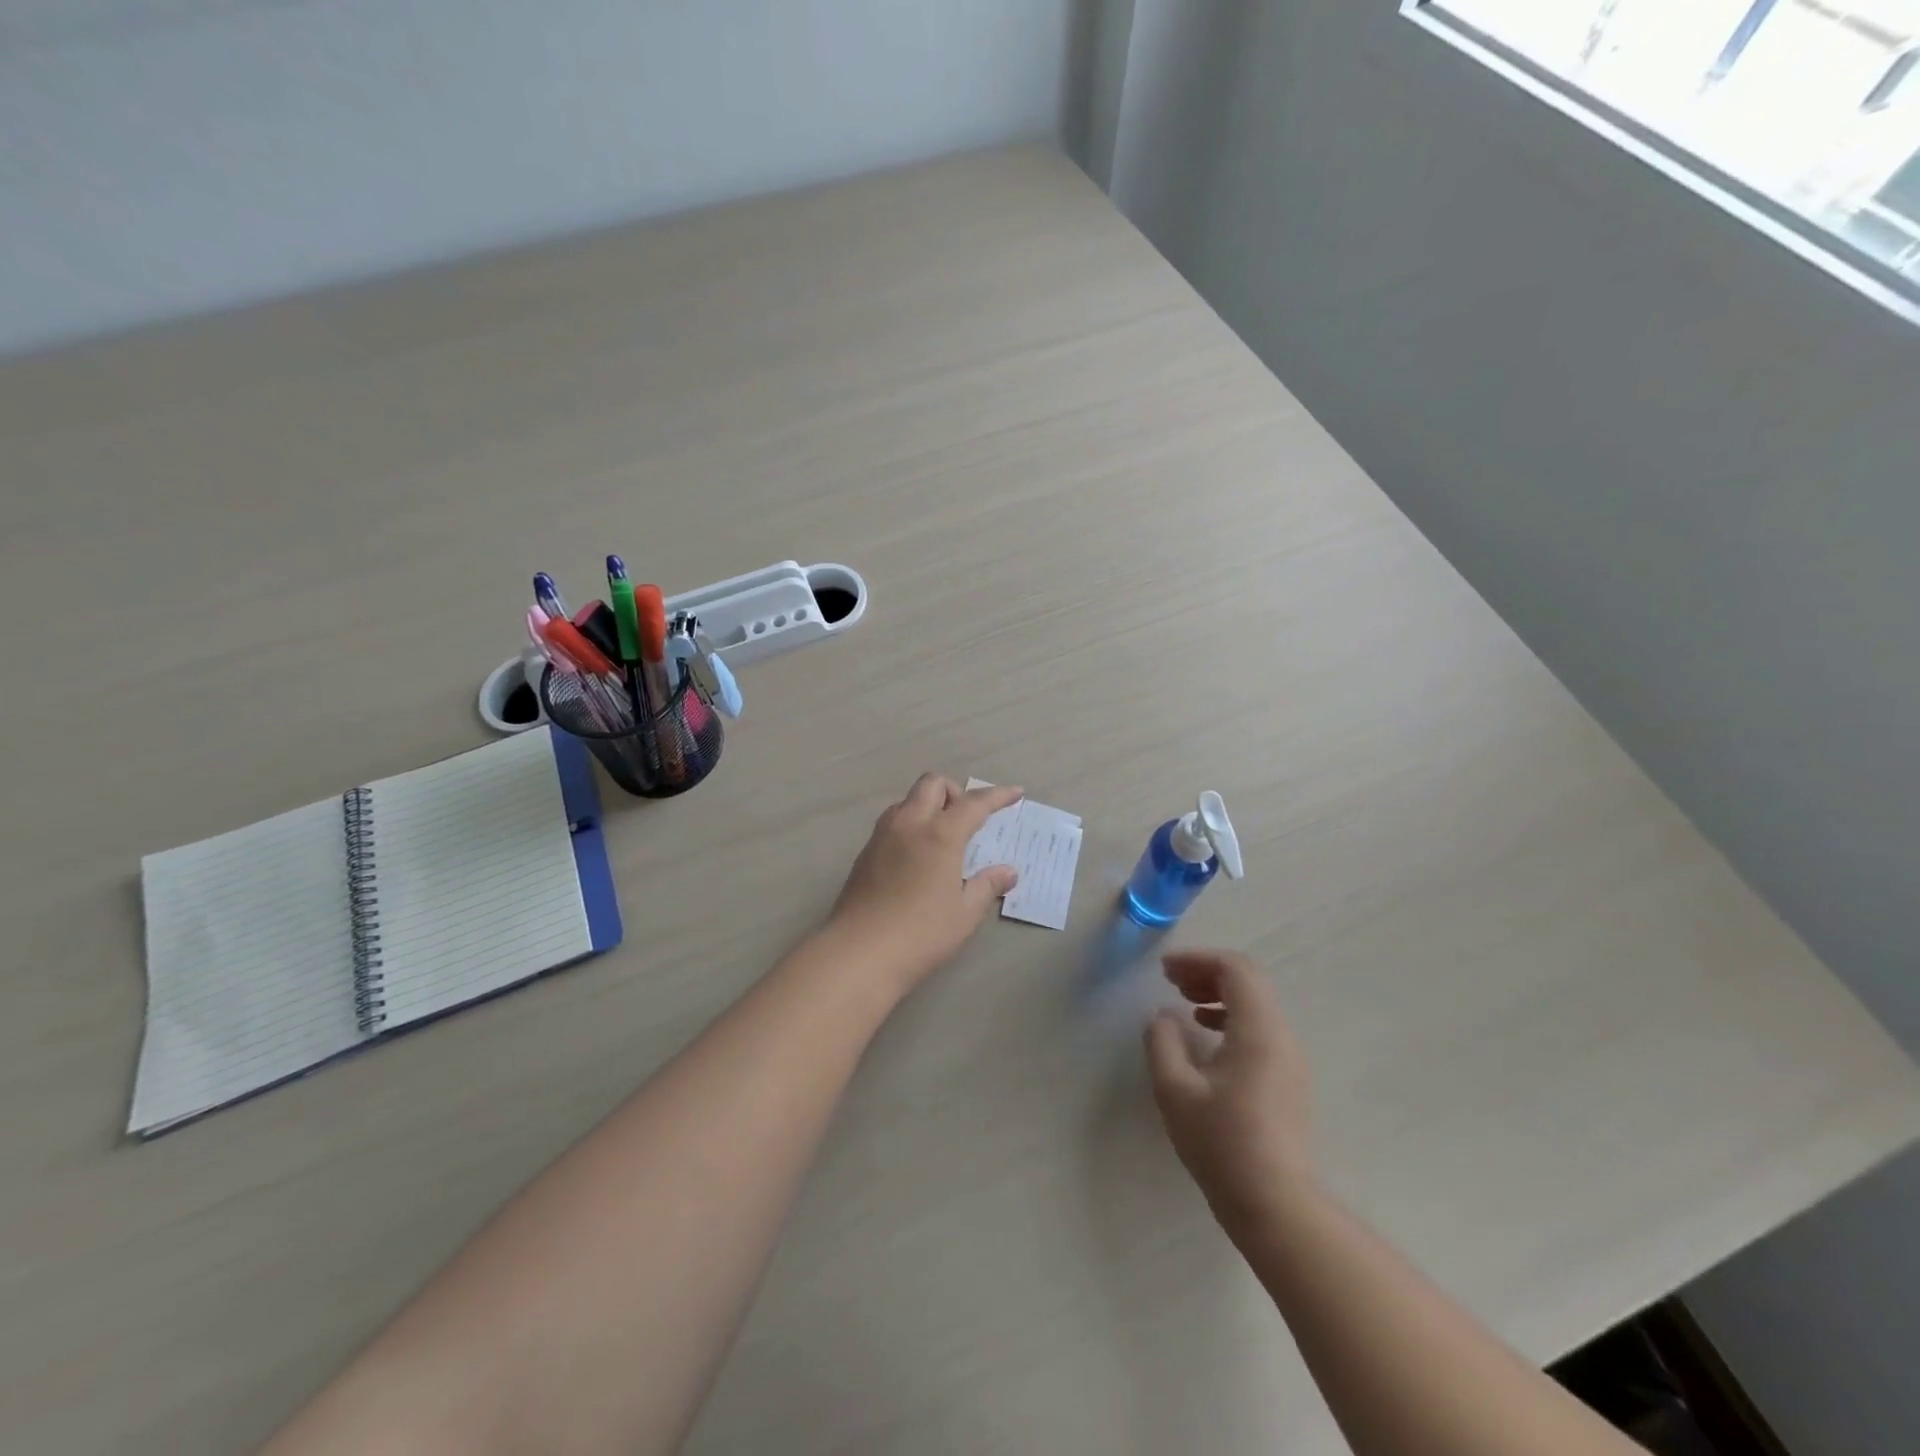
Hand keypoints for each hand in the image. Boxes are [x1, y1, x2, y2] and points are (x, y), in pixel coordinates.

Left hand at [826, 773, 1023, 998]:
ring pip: (907, 800)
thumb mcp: (965, 914)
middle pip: (932, 784)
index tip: (1015, 792)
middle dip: (955, 792)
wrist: (859, 953)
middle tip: (968, 821)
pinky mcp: (864, 853)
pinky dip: (910, 824)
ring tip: (942, 838)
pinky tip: (917, 857)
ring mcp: (882, 836)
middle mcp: (909, 824)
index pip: (974, 803)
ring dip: (928, 805)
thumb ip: (988, 886)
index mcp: (940, 834)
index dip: (997, 795)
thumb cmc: (921, 934)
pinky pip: (892, 822)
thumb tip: (1008, 872)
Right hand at [1145, 950, 1314, 1232]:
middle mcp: (1282, 1036)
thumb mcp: (1175, 1090)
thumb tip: (1165, 1018)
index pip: (1235, 969)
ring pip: (1256, 1005)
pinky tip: (1206, 1037)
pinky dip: (1232, 1018)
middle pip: (1249, 982)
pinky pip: (1261, 1029)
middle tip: (1172, 982)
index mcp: (1259, 1030)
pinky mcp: (1289, 1080)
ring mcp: (1290, 1060)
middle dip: (1207, 973)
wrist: (1276, 1206)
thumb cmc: (1222, 1143)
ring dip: (1219, 995)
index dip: (1198, 960)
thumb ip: (1163, 1042)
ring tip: (1185, 1005)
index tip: (1164, 971)